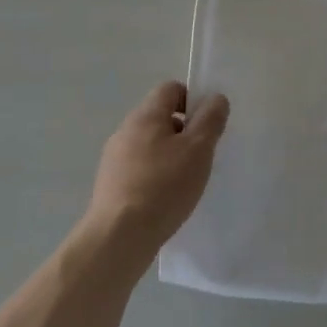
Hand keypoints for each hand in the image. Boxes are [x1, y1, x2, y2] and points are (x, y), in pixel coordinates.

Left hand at [81, 81, 229, 261]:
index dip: (193, 100)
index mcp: (145, 116)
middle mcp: (125, 131)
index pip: (171, 89)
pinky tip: (166, 198)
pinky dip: (155, 175)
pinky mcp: (110, 185)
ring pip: (150, 144)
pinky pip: (139, 168)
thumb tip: (215, 99)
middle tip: (201, 155)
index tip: (206, 126)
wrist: (118, 237)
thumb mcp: (199, 149)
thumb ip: (210, 119)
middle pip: (160, 117)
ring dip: (170, 155)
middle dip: (184, 131)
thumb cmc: (164, 186)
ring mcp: (113, 159)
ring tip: (185, 180)